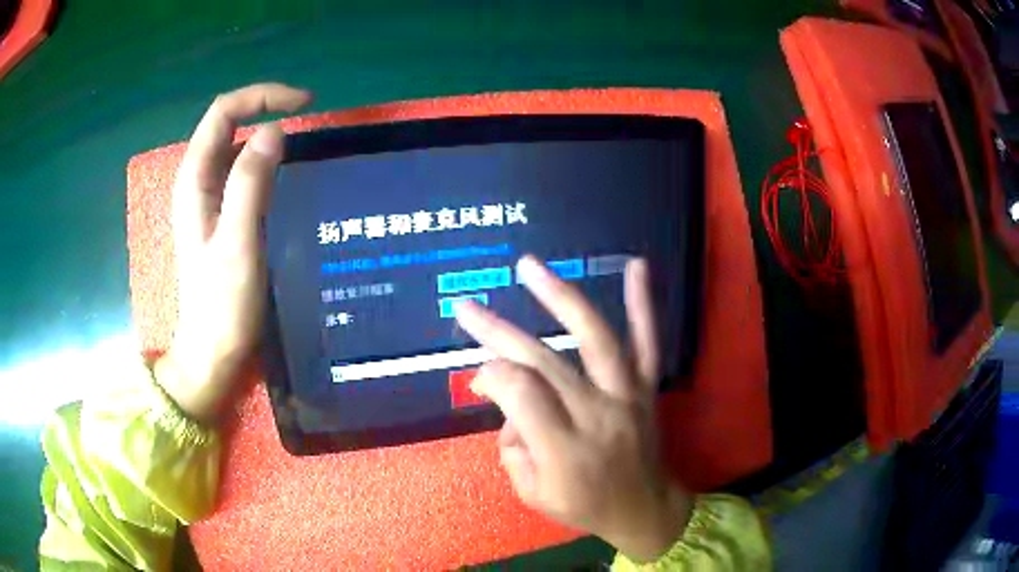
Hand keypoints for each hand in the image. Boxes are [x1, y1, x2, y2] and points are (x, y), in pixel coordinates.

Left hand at [154, 83, 311, 422]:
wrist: (212, 351)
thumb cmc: (222, 303)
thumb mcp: (238, 242)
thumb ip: (250, 183)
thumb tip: (274, 130)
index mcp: (195, 179)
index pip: (224, 112)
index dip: (262, 96)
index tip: (305, 104)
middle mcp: (199, 181)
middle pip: (229, 124)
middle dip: (268, 110)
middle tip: (310, 122)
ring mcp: (209, 199)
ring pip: (237, 149)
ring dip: (269, 139)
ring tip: (305, 149)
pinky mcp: (222, 217)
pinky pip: (244, 175)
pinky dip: (268, 165)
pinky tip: (289, 180)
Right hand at [455, 255, 691, 562]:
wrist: (646, 510)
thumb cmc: (585, 506)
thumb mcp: (532, 495)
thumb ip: (512, 448)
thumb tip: (505, 402)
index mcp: (564, 451)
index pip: (520, 395)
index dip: (491, 375)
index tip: (479, 375)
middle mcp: (596, 416)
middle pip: (545, 363)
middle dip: (499, 333)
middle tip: (466, 308)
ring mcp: (626, 396)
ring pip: (595, 339)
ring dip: (560, 298)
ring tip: (529, 266)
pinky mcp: (646, 388)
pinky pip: (647, 342)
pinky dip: (642, 304)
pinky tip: (636, 265)